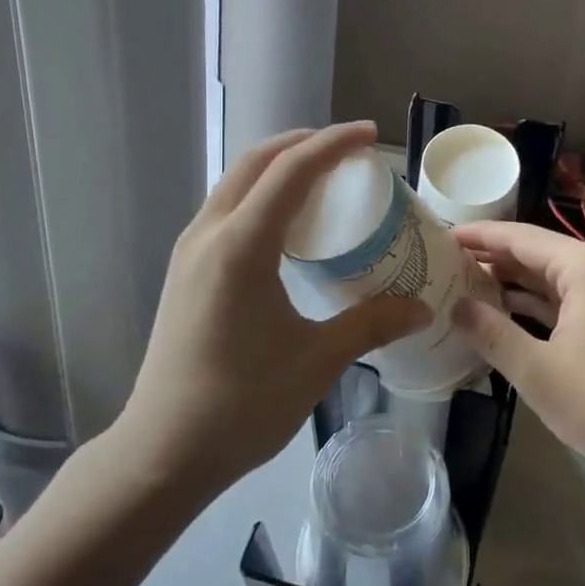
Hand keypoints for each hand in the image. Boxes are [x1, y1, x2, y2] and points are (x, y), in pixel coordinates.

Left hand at [118, 123, 429, 492]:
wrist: (162, 451)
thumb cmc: (242, 404)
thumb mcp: (317, 360)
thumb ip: (372, 324)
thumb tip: (422, 308)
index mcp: (241, 246)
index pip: (290, 171)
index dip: (331, 144)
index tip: (367, 134)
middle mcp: (208, 234)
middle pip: (255, 163)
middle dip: (301, 144)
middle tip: (346, 151)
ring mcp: (189, 252)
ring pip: (235, 184)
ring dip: (277, 168)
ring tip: (320, 179)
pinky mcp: (183, 272)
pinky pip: (225, 210)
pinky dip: (259, 196)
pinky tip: (285, 225)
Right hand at [451, 221, 584, 488]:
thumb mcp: (537, 370)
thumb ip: (492, 332)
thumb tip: (457, 305)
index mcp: (584, 267)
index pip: (519, 237)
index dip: (477, 236)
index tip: (440, 236)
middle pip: (537, 252)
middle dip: (493, 257)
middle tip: (445, 263)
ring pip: (553, 277)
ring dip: (514, 281)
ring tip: (467, 284)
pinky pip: (570, 298)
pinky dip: (538, 303)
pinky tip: (508, 312)